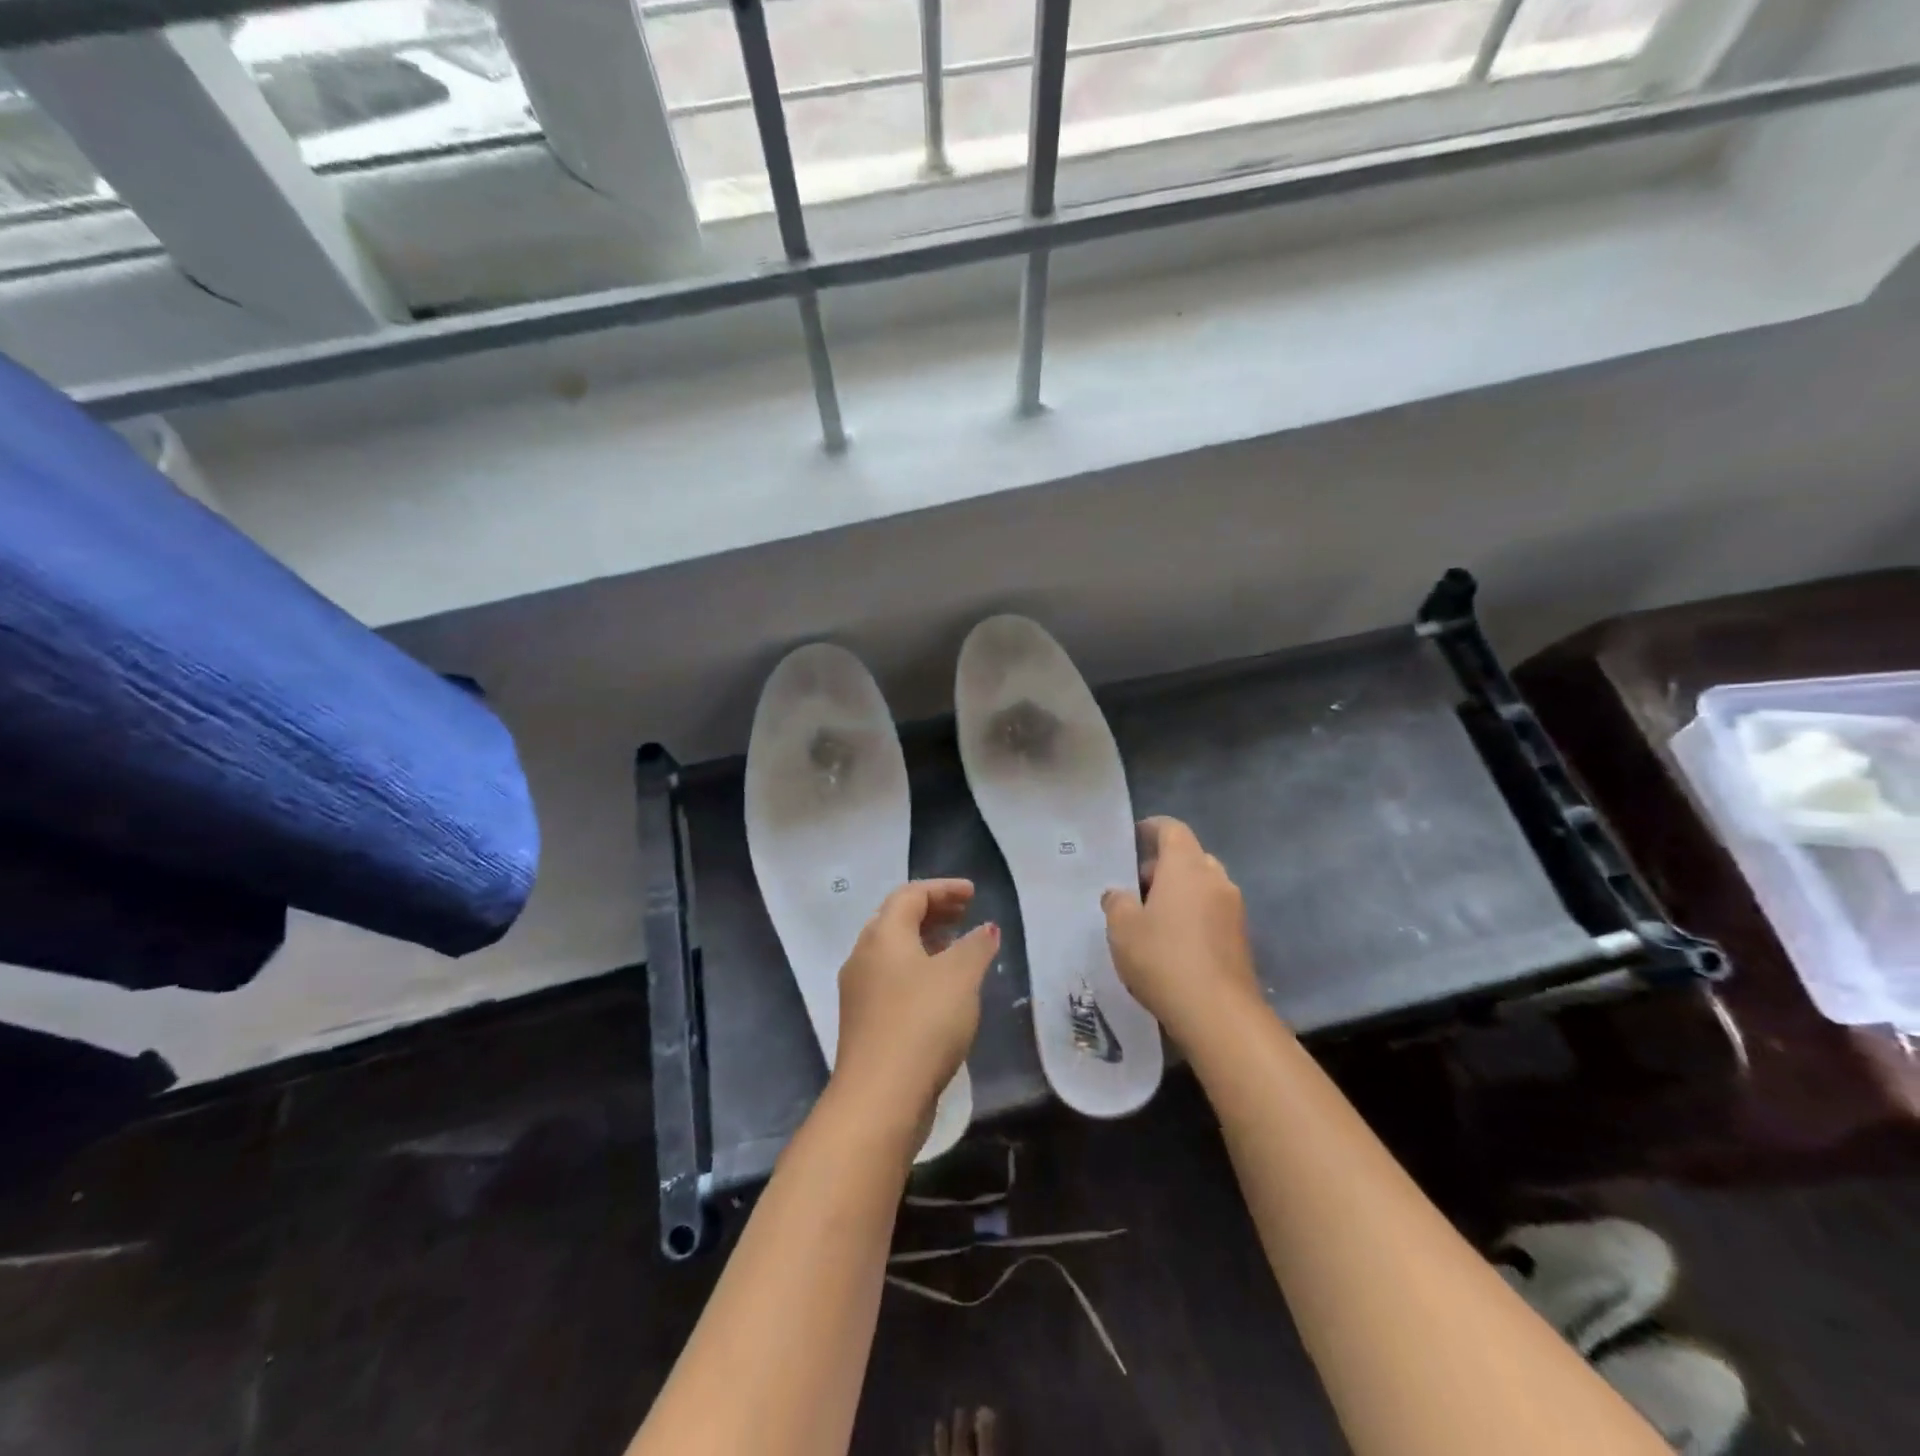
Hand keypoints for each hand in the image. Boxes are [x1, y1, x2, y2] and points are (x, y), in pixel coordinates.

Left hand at [830, 879, 998, 1134]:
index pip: (910, 894)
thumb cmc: (923, 1022)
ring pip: (893, 952)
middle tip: (965, 914)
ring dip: (925, 942)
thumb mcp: (960, 977)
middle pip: (896, 919)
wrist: (880, 1097)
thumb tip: (985, 928)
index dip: (943, 889)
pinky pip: (891, 979)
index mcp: (883, 935)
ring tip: (957, 948)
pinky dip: (917, 970)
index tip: (973, 894)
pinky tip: (941, 989)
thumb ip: (976, 946)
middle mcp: (863, 956)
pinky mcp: (863, 1021)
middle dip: (932, 912)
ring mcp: (859, 991)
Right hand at [1101, 817, 1262, 1044]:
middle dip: (1164, 865)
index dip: (1153, 828)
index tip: (1134, 837)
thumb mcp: (1122, 929)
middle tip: (1137, 885)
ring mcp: (1234, 908)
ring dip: (1181, 891)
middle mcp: (1215, 878)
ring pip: (1204, 885)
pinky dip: (1195, 914)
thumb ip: (1116, 903)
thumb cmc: (1163, 958)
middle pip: (1190, 857)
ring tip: (1153, 916)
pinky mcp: (1242, 937)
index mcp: (1186, 867)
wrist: (1218, 1013)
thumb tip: (1118, 894)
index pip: (1172, 829)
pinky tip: (1174, 941)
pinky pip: (1214, 911)